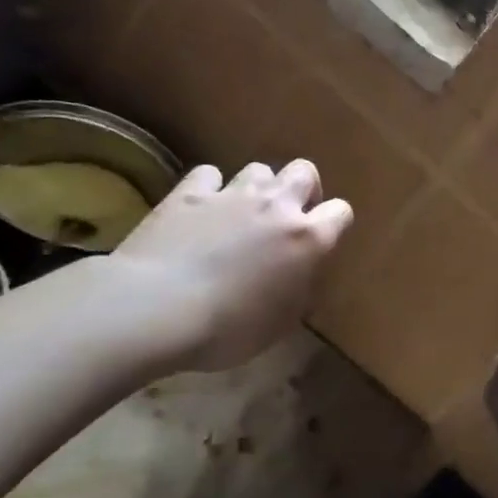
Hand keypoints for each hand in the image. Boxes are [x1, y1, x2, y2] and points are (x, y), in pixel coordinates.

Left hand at [111, 161, 352, 370]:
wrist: (156, 309)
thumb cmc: (229, 328)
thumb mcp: (281, 323)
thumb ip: (299, 290)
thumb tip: (300, 278)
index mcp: (308, 239)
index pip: (341, 212)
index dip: (334, 224)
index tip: (321, 243)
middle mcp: (277, 206)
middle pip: (304, 172)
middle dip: (302, 189)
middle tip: (288, 217)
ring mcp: (232, 195)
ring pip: (259, 168)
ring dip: (258, 187)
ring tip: (244, 212)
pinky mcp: (188, 193)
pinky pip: (209, 174)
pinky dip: (210, 188)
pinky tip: (202, 208)